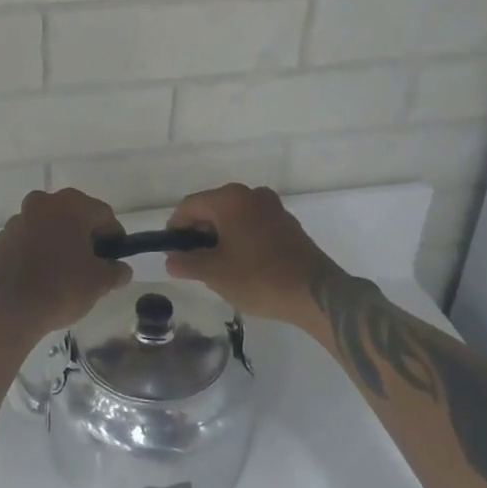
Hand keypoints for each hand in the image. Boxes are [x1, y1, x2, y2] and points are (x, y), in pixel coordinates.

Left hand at [0, 189, 128, 345]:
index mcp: (70, 204)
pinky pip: (26, 242)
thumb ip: (115, 271)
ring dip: (58, 243)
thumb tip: (121, 269)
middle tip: (92, 266)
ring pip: (47, 228)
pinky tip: (39, 279)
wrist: (6, 309)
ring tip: (63, 274)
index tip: (115, 260)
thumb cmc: (61, 287)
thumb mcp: (99, 282)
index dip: (114, 237)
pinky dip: (36, 253)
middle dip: (84, 238)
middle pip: (73, 217)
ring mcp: (17, 220)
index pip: (103, 215)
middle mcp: (42, 203)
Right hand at [165, 184, 333, 326]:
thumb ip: (187, 263)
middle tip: (194, 262)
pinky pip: (253, 224)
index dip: (175, 227)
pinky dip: (242, 238)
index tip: (172, 252)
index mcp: (229, 199)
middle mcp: (251, 194)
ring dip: (221, 236)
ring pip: (234, 217)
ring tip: (218, 266)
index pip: (189, 206)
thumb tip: (171, 259)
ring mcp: (273, 207)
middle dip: (199, 233)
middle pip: (212, 208)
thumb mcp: (214, 274)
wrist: (315, 293)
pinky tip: (244, 265)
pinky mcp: (288, 223)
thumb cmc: (258, 278)